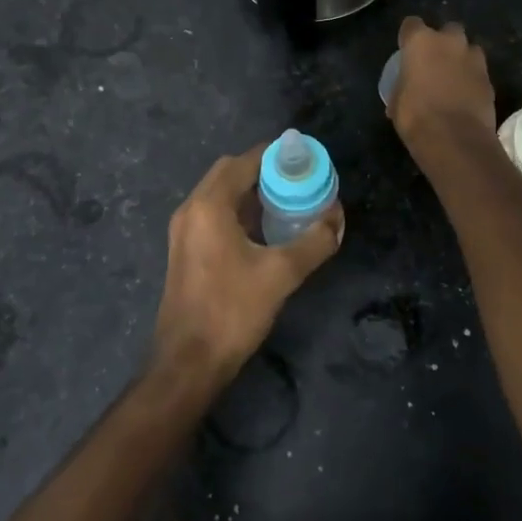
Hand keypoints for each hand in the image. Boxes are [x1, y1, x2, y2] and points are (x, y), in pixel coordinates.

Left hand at [150, 146, 342, 387]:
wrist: (188, 364)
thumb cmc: (232, 311)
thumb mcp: (281, 274)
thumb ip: (314, 241)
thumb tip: (337, 218)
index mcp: (209, 205)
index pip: (245, 161)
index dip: (276, 156)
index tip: (305, 160)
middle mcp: (191, 209)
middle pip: (230, 172)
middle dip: (264, 171)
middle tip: (297, 181)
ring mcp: (184, 230)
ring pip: (220, 194)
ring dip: (251, 192)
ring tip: (287, 202)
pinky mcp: (185, 250)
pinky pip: (214, 214)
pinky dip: (238, 211)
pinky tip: (264, 230)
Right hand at [390, 16, 497, 152]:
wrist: (455, 140)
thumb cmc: (416, 117)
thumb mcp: (397, 101)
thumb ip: (402, 86)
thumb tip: (404, 92)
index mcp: (421, 42)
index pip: (411, 24)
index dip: (409, 37)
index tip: (406, 50)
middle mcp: (450, 42)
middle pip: (448, 30)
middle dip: (443, 41)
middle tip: (435, 62)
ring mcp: (474, 59)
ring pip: (469, 49)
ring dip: (462, 58)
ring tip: (454, 78)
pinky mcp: (490, 79)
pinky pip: (479, 72)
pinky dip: (473, 80)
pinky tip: (466, 96)